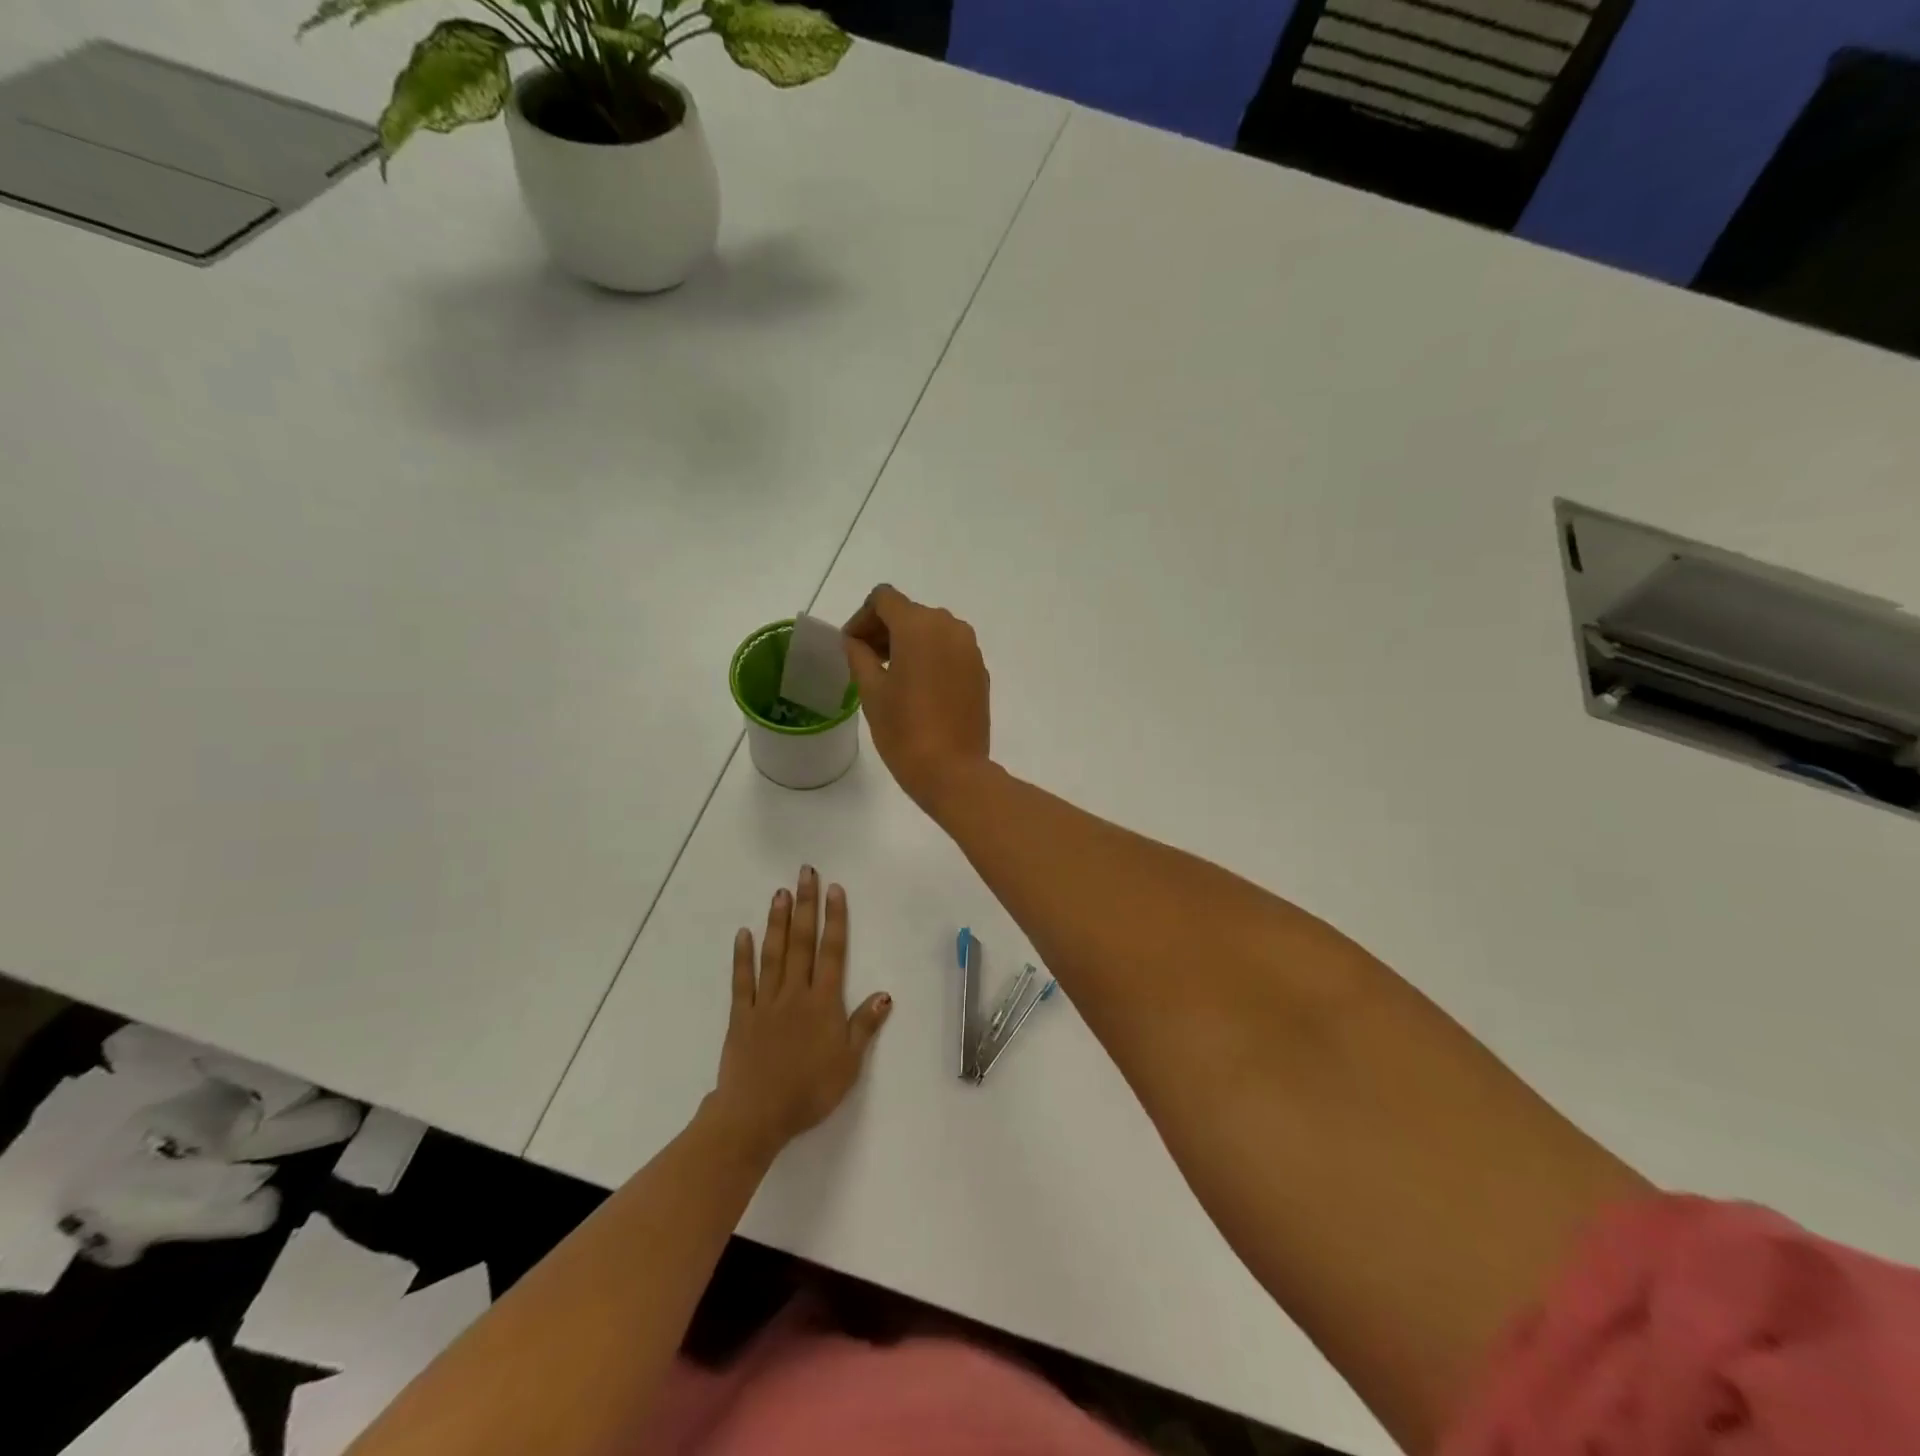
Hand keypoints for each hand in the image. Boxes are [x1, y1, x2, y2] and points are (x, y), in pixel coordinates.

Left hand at [710, 868, 890, 1162]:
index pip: (833, 952)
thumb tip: (885, 994)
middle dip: (806, 906)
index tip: (834, 890)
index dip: (835, 919)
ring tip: (780, 892)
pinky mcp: (742, 1016)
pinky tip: (744, 933)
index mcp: (823, 1003)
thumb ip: (864, 1026)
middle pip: (802, 942)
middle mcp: (795, 993)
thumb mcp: (849, 1064)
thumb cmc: (809, 1091)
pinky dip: (743, 956)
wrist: (756, 1115)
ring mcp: (766, 1002)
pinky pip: (743, 980)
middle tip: (806, 874)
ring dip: (777, 921)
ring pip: (774, 954)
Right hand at [842, 585, 991, 814]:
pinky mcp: (980, 670)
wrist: (953, 771)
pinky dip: (930, 656)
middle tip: (864, 660)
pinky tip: (917, 687)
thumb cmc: (904, 730)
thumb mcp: (871, 691)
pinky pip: (949, 650)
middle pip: (909, 612)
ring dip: (907, 642)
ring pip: (931, 630)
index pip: (884, 599)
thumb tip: (855, 641)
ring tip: (889, 674)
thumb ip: (859, 655)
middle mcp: (949, 627)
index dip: (862, 617)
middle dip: (884, 630)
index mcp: (919, 626)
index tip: (851, 645)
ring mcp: (970, 648)